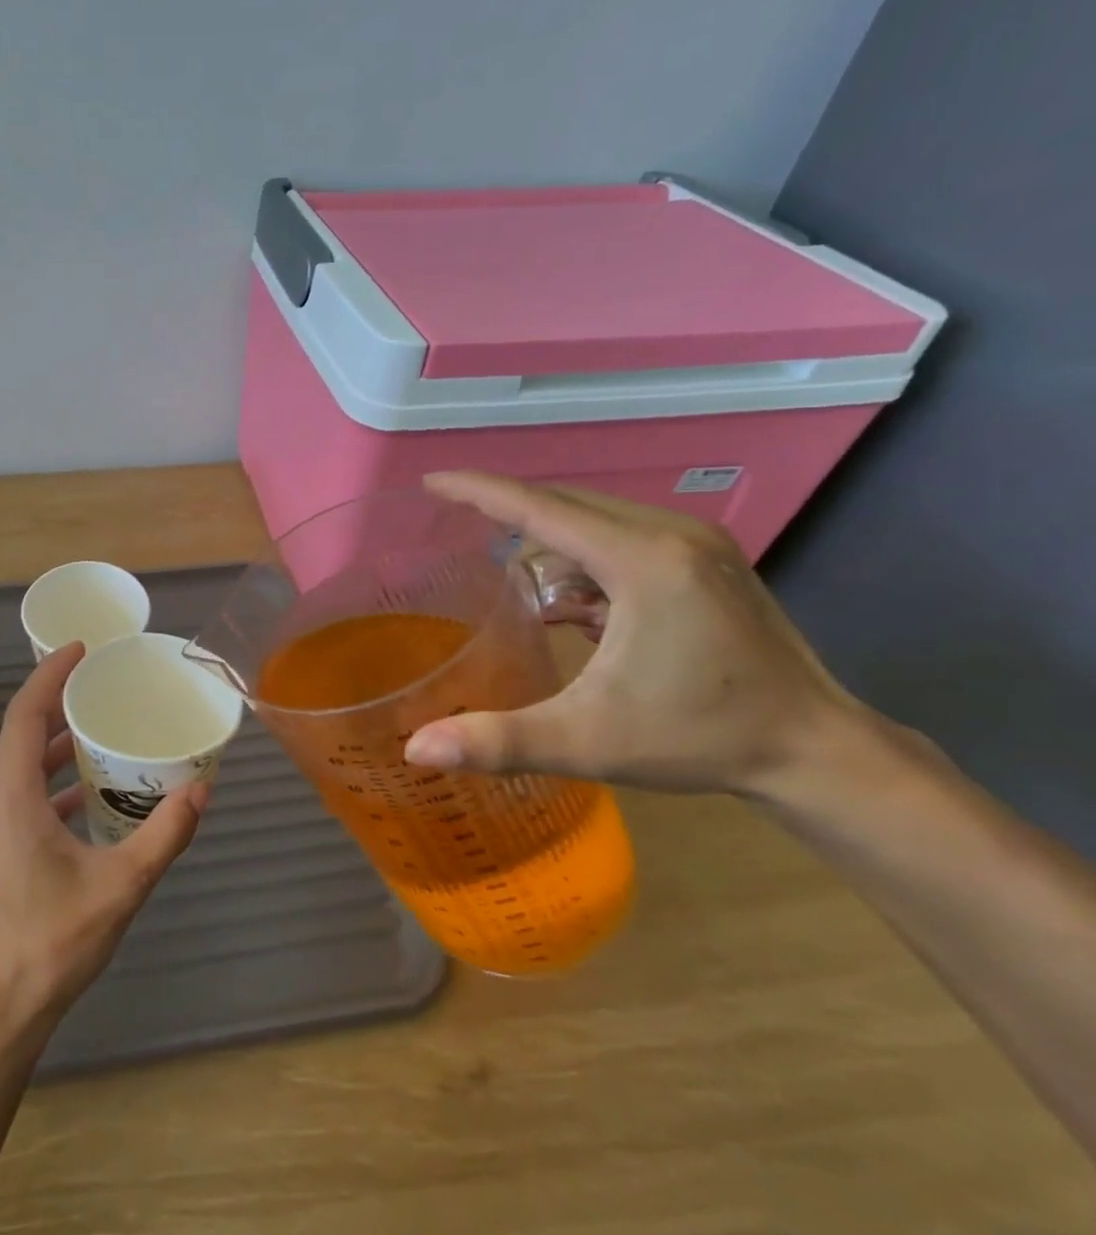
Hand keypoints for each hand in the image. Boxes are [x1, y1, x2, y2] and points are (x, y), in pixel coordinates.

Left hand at [0, 642, 207, 1035]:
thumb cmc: (50, 942)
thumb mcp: (120, 886)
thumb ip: (164, 835)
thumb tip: (200, 791)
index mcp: (12, 795)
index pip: (25, 712)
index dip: (51, 674)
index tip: (80, 648)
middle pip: (21, 733)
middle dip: (58, 704)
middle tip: (102, 688)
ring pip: (20, 767)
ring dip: (55, 746)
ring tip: (100, 733)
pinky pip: (19, 796)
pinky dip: (49, 783)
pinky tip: (86, 797)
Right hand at [404, 472, 875, 798]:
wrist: (818, 752)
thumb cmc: (700, 739)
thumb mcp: (588, 741)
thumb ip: (499, 742)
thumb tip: (416, 750)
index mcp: (642, 561)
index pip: (540, 509)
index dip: (479, 491)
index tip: (431, 481)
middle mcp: (671, 535)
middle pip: (565, 505)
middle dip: (507, 513)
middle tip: (454, 529)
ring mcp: (696, 544)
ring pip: (594, 520)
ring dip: (547, 541)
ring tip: (510, 579)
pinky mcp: (706, 561)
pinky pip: (622, 538)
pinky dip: (582, 559)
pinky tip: (570, 604)